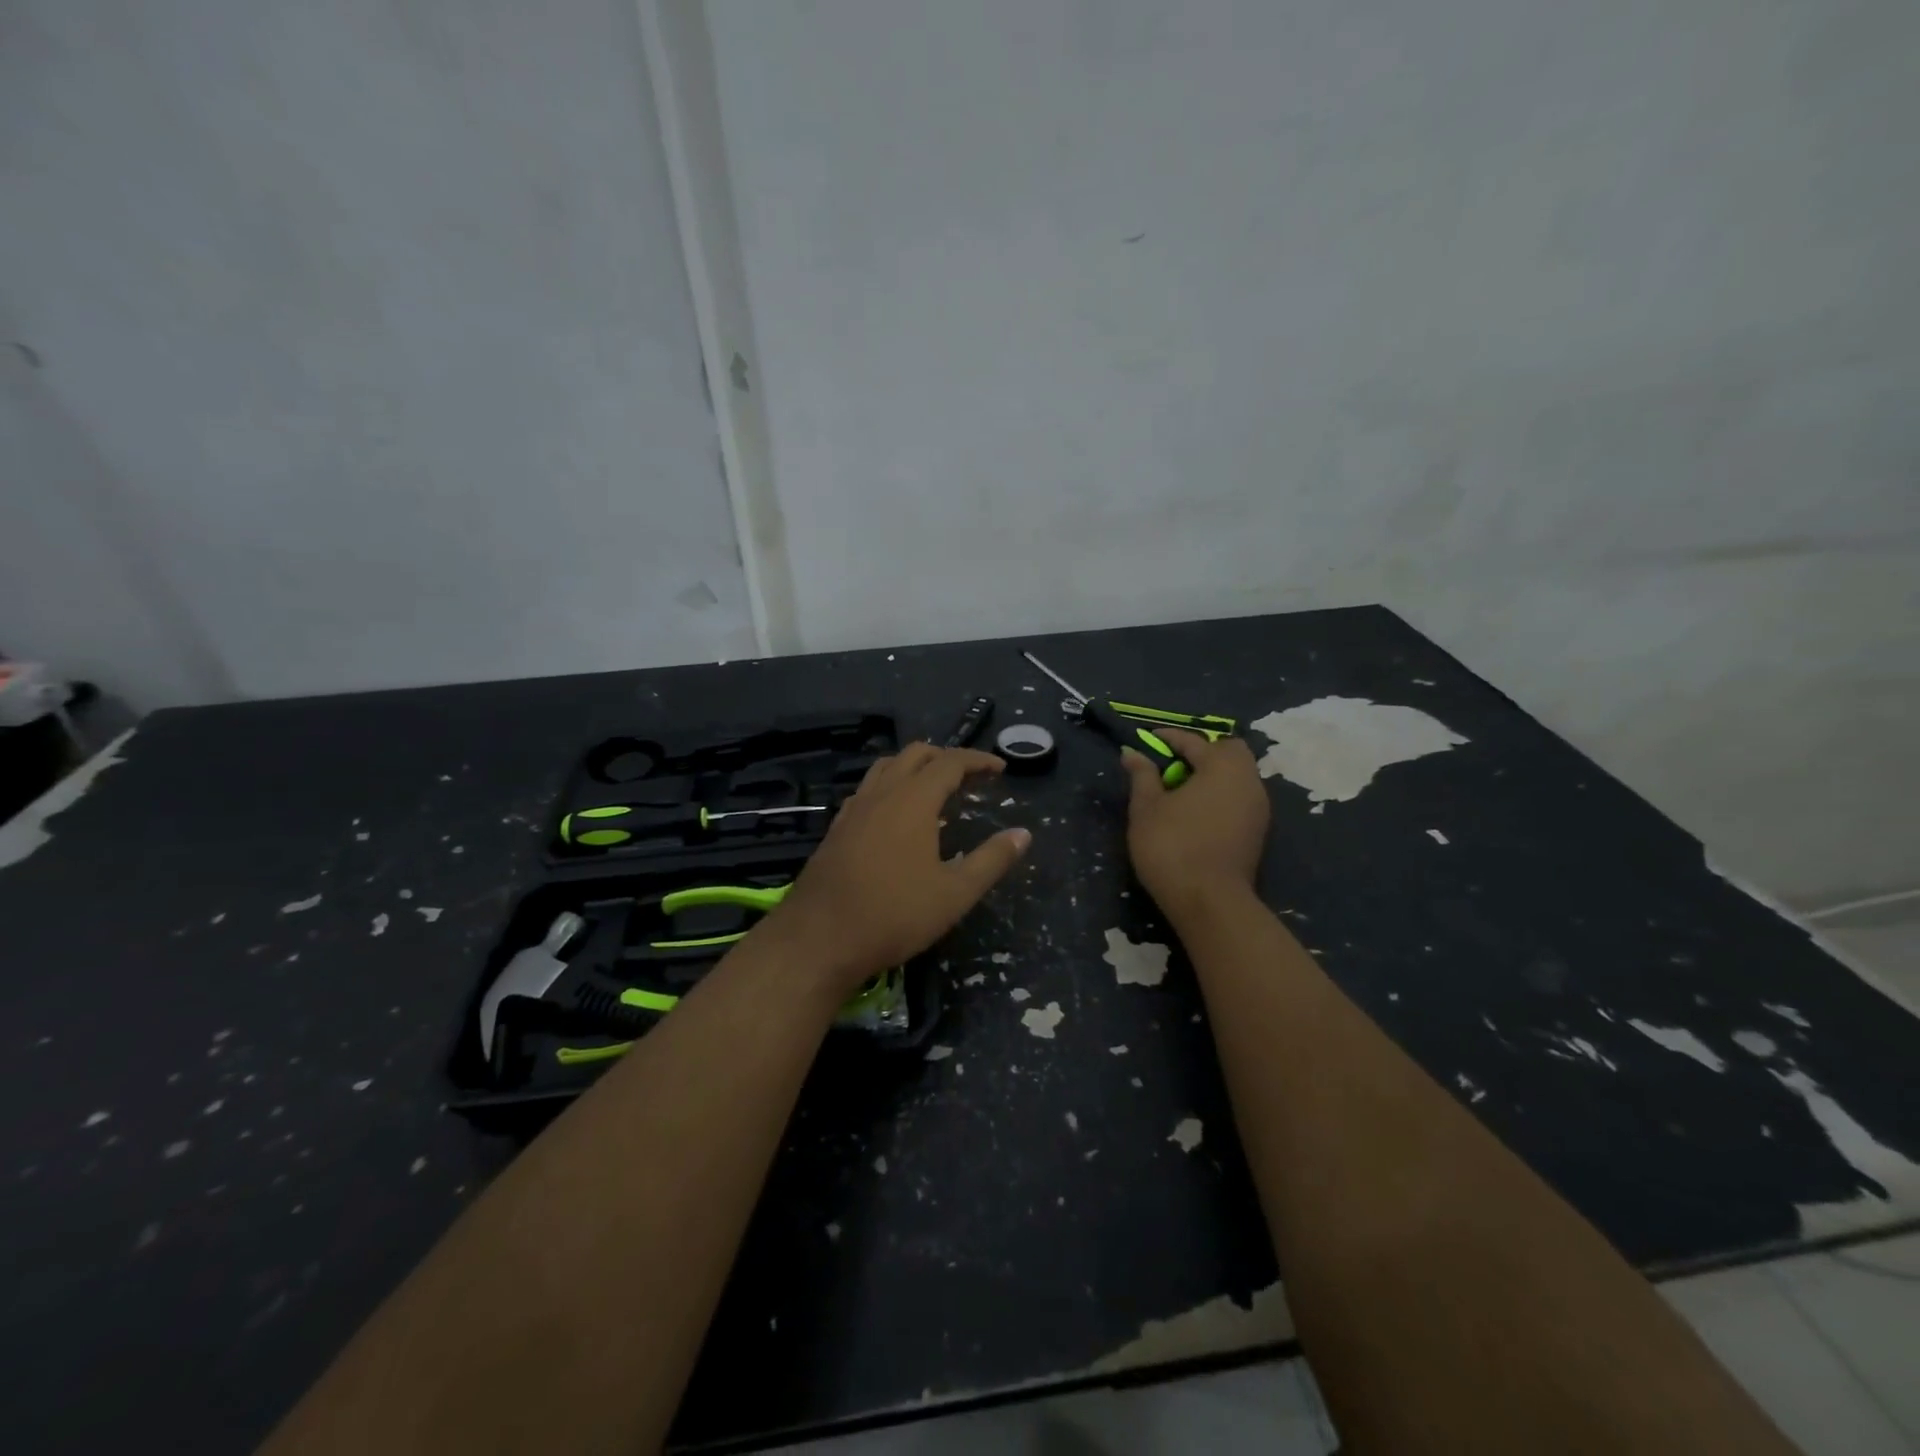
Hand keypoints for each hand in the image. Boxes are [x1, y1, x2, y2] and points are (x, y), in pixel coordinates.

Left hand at [763, 743, 1030, 994]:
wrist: (819, 939)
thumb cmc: (894, 915)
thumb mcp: (955, 893)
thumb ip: (992, 860)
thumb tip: (1023, 834)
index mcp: (913, 800)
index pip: (950, 762)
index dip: (978, 760)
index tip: (1000, 768)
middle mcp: (881, 794)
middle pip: (915, 755)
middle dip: (946, 757)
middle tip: (970, 776)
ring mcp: (854, 809)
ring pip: (886, 767)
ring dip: (914, 767)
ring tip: (934, 789)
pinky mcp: (836, 828)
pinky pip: (868, 790)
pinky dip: (890, 787)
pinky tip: (896, 817)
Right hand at [1122, 730, 1269, 921]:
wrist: (1209, 901)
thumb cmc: (1172, 846)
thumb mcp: (1146, 808)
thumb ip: (1142, 776)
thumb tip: (1133, 754)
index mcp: (1222, 767)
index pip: (1195, 741)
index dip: (1170, 737)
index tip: (1148, 739)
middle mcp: (1248, 781)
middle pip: (1230, 752)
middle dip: (1203, 752)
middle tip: (1173, 765)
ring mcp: (1258, 808)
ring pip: (1238, 776)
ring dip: (1213, 775)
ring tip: (1181, 790)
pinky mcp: (1258, 831)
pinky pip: (1240, 798)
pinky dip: (1220, 795)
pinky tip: (1197, 811)